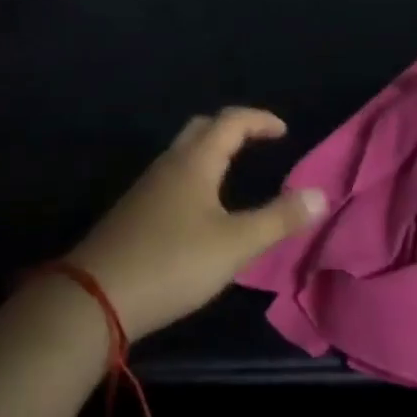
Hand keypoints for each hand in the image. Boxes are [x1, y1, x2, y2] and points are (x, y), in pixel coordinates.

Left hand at [70, 108, 327, 338]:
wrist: (95, 297)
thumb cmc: (173, 263)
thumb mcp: (235, 245)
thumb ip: (278, 219)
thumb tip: (321, 195)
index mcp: (195, 161)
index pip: (231, 121)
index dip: (260, 120)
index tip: (283, 131)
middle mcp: (169, 164)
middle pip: (202, 128)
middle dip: (232, 128)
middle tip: (257, 142)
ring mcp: (146, 187)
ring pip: (183, 152)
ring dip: (211, 151)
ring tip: (234, 171)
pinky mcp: (134, 211)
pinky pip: (171, 175)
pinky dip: (195, 174)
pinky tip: (200, 206)